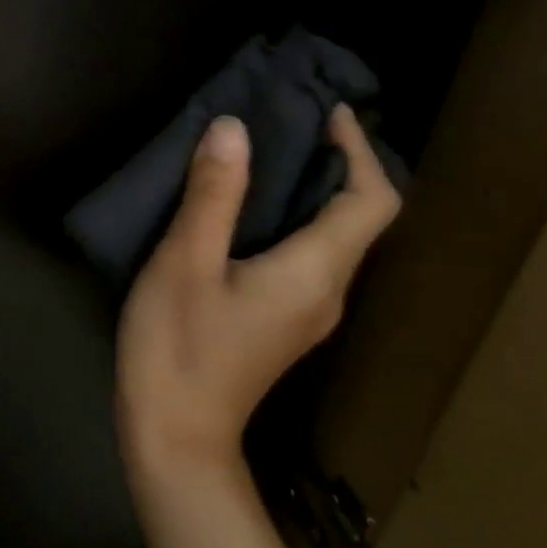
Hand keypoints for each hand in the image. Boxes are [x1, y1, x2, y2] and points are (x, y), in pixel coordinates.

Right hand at [117, 104, 399, 486]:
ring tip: (263, 152)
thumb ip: (213, 194)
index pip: (371, 201)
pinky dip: (289, 218)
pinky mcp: (282, 322)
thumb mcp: (185, 261)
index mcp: (315, 272)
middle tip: (288, 120)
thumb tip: (234, 128)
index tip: (329, 112)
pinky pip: (305, 256)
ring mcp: (307, 312)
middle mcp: (328, 291)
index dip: (360, 150)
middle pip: (357, 218)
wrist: (175, 436)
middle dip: (335, 163)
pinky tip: (242, 209)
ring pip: (331, 238)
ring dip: (310, 190)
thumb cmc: (179, 345)